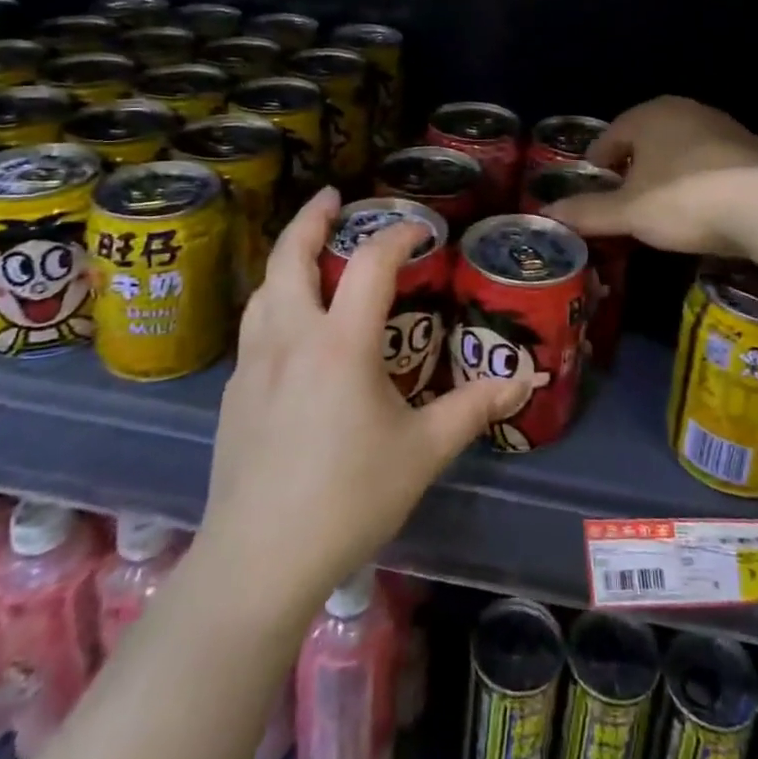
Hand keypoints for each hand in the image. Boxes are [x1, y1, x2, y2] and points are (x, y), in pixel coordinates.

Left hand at [200, 187, 528, 616]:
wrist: (259, 561)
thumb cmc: (348, 499)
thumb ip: (472, 409)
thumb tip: (523, 379)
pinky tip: (290, 326)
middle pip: (291, 256)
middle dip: (312, 219)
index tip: (421, 230)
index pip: (372, 262)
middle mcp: (292, 337)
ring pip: (264, 288)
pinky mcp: (234, 392)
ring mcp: (253, 363)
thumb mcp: (422, 453)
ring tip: (308, 251)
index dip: (399, 235)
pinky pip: (254, 326)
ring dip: (287, 258)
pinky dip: (274, 301)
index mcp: (341, 343)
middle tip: (332, 197)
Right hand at [544, 96, 757, 256]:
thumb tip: (548, 213)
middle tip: (624, 195)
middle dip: (633, 163)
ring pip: (681, 147)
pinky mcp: (753, 149)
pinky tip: (703, 205)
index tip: (594, 183)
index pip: (612, 134)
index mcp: (650, 115)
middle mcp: (686, 110)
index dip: (598, 160)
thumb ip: (588, 211)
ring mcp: (723, 126)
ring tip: (662, 203)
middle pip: (647, 136)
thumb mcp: (629, 212)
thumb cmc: (684, 199)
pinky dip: (700, 178)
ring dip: (668, 170)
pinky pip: (712, 161)